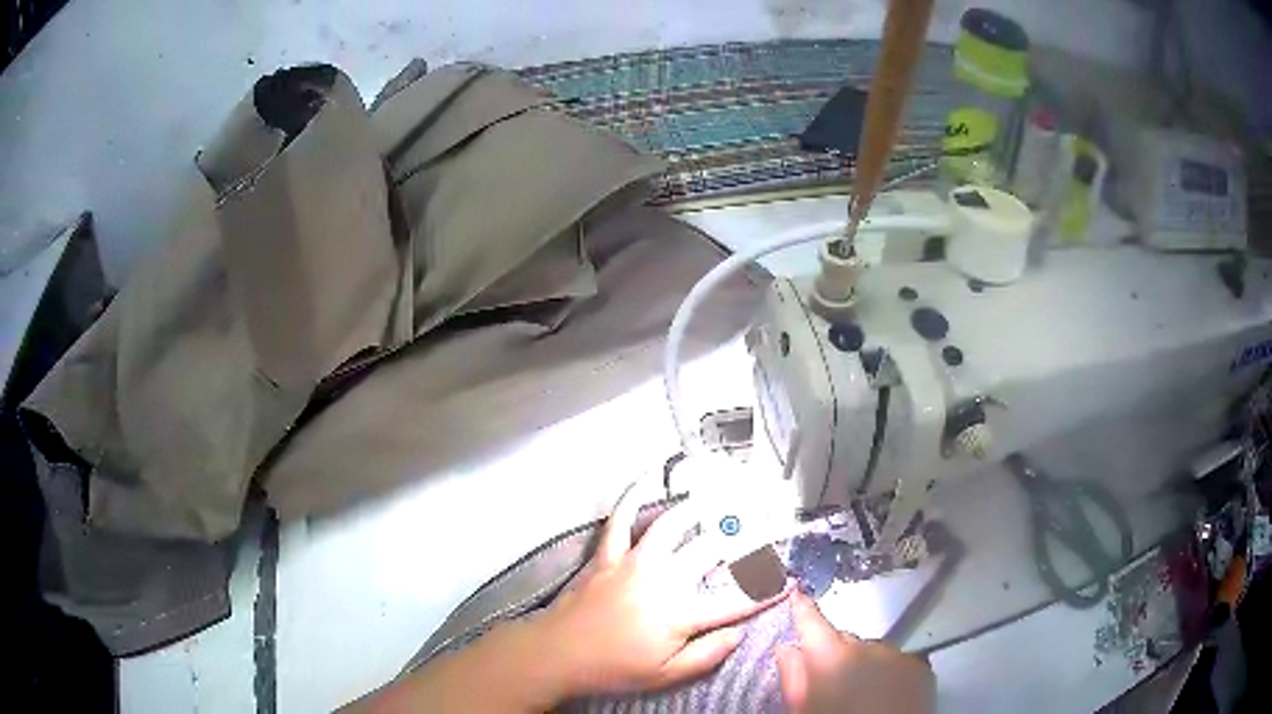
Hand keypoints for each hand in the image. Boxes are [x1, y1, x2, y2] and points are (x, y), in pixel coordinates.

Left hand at [533, 486, 790, 698]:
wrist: (557, 654)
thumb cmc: (613, 668)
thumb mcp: (665, 676)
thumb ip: (707, 654)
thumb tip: (738, 633)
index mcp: (679, 614)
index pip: (734, 601)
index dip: (766, 591)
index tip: (789, 580)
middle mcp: (661, 580)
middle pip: (709, 551)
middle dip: (741, 540)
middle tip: (760, 530)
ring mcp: (632, 563)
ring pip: (670, 525)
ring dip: (697, 510)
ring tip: (718, 500)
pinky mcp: (607, 555)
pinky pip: (620, 520)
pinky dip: (632, 498)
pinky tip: (646, 481)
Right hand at [775, 591, 934, 713]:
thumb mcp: (803, 709)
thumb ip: (794, 677)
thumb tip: (787, 648)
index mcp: (831, 657)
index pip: (812, 623)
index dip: (802, 608)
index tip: (796, 592)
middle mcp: (867, 646)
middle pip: (844, 640)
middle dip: (835, 655)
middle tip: (830, 683)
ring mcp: (899, 654)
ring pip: (872, 652)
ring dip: (864, 665)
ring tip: (861, 695)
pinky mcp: (921, 667)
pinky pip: (897, 662)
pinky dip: (888, 673)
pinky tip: (885, 695)